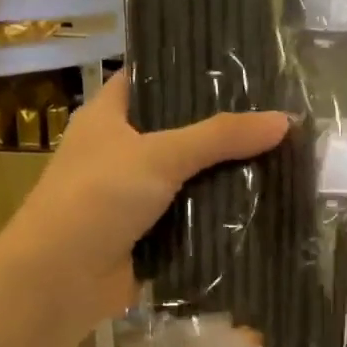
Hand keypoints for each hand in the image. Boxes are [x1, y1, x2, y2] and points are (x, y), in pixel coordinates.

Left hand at [2, 72, 288, 322]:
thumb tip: (285, 120)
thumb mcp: (159, 155)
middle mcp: (121, 152)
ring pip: (190, 177)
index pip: (151, 79)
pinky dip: (219, 215)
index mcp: (108, 117)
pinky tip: (263, 203)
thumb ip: (220, 136)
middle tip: (275, 114)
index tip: (240, 66)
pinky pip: (193, 218)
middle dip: (222, 128)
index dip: (189, 70)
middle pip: (179, 131)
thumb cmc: (97, 198)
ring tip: (282, 154)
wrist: (61, 280)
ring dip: (226, 175)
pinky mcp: (150, 235)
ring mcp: (135, 196)